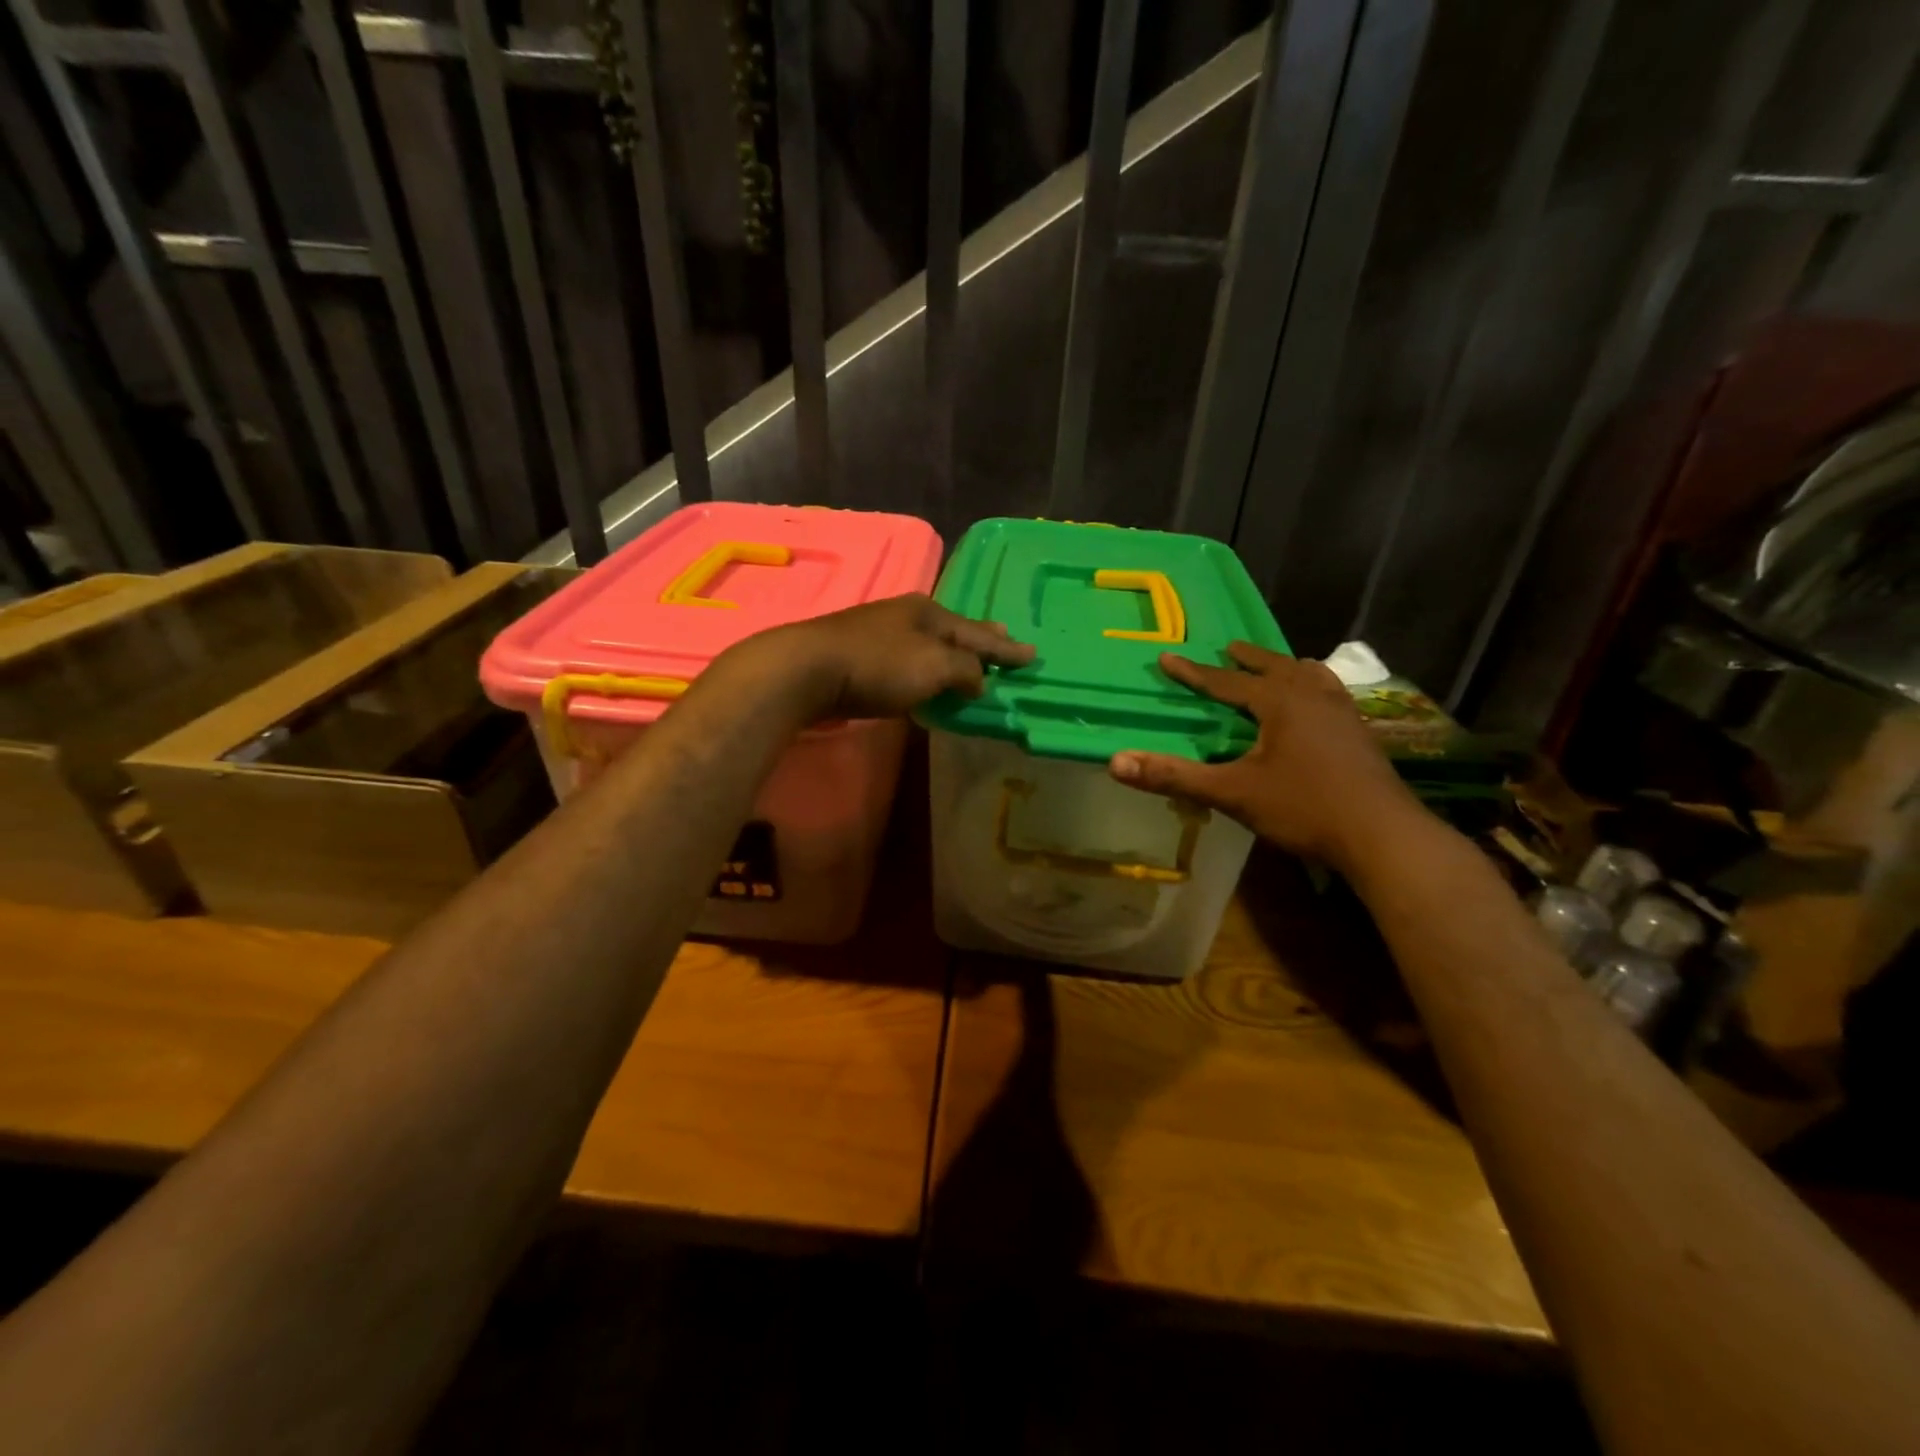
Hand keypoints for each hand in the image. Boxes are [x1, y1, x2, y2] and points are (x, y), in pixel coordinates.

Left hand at [731, 593, 1034, 721]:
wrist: (806, 670)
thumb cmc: (878, 665)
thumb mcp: (933, 666)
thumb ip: (964, 671)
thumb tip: (979, 679)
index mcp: (929, 612)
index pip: (978, 633)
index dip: (1006, 647)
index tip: (1032, 655)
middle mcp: (906, 616)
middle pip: (954, 630)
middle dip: (980, 639)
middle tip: (1004, 639)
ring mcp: (879, 633)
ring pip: (928, 643)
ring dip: (952, 653)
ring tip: (970, 660)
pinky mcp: (858, 655)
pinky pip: (907, 660)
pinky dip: (926, 667)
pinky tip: (925, 674)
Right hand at [1108, 642, 1421, 869]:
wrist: (1382, 834)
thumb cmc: (1304, 807)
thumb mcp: (1232, 792)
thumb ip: (1174, 776)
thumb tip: (1116, 762)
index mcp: (1280, 702)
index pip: (1226, 681)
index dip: (1193, 672)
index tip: (1167, 657)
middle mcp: (1312, 696)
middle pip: (1275, 667)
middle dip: (1247, 659)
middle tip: (1229, 648)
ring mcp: (1343, 713)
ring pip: (1311, 677)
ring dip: (1286, 668)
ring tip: (1280, 667)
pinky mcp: (1361, 734)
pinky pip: (1332, 694)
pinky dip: (1315, 688)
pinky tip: (1320, 705)